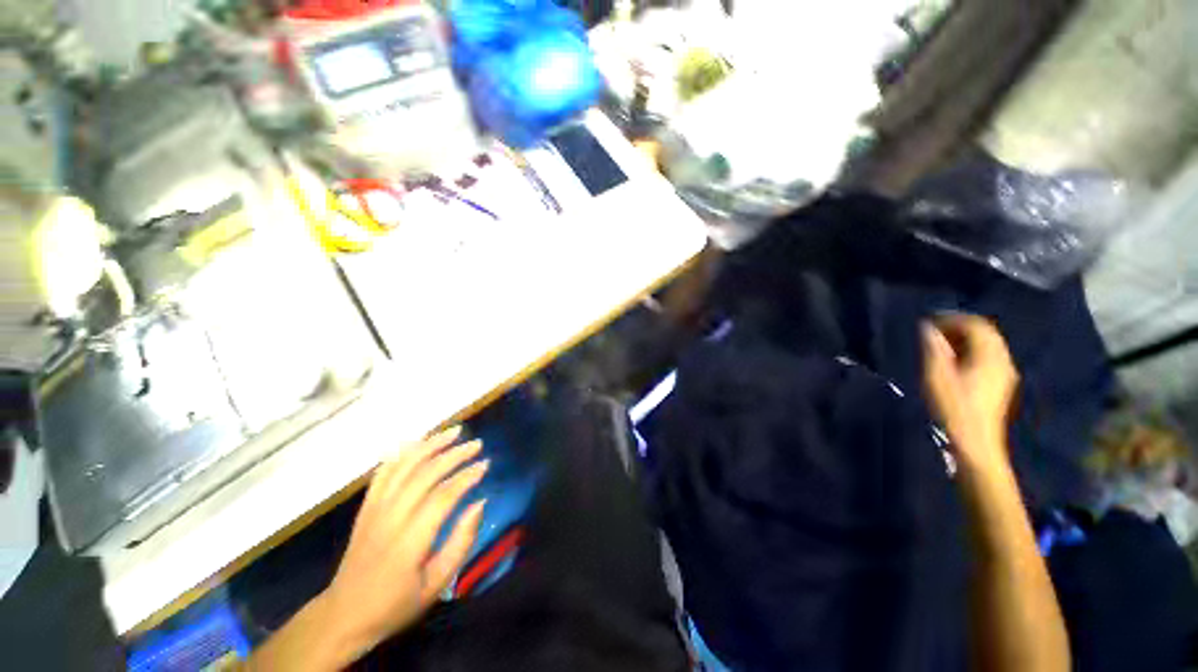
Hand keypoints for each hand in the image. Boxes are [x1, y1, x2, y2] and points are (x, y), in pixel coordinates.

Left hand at [322, 426, 487, 659]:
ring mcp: (374, 509)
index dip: (467, 476)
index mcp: (409, 541)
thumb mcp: (437, 584)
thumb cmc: (396, 604)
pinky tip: (419, 443)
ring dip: (431, 444)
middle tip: (477, 444)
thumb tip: (481, 502)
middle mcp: (390, 518)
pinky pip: (384, 472)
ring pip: (404, 466)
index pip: (443, 496)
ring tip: (454, 432)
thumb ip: (461, 542)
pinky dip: (403, 453)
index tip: (486, 464)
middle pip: (425, 473)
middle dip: (455, 454)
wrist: (344, 615)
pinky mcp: (365, 507)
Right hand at [922, 315, 1018, 473]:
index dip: (952, 319)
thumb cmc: (953, 408)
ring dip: (965, 340)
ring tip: (940, 345)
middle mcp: (1002, 360)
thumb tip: (928, 328)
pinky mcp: (1000, 384)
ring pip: (988, 345)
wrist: (975, 443)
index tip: (929, 322)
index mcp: (989, 356)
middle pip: (986, 333)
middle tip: (933, 332)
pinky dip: (972, 351)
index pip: (976, 325)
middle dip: (960, 327)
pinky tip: (955, 362)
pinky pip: (989, 357)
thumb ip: (934, 350)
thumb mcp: (937, 377)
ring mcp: (1004, 373)